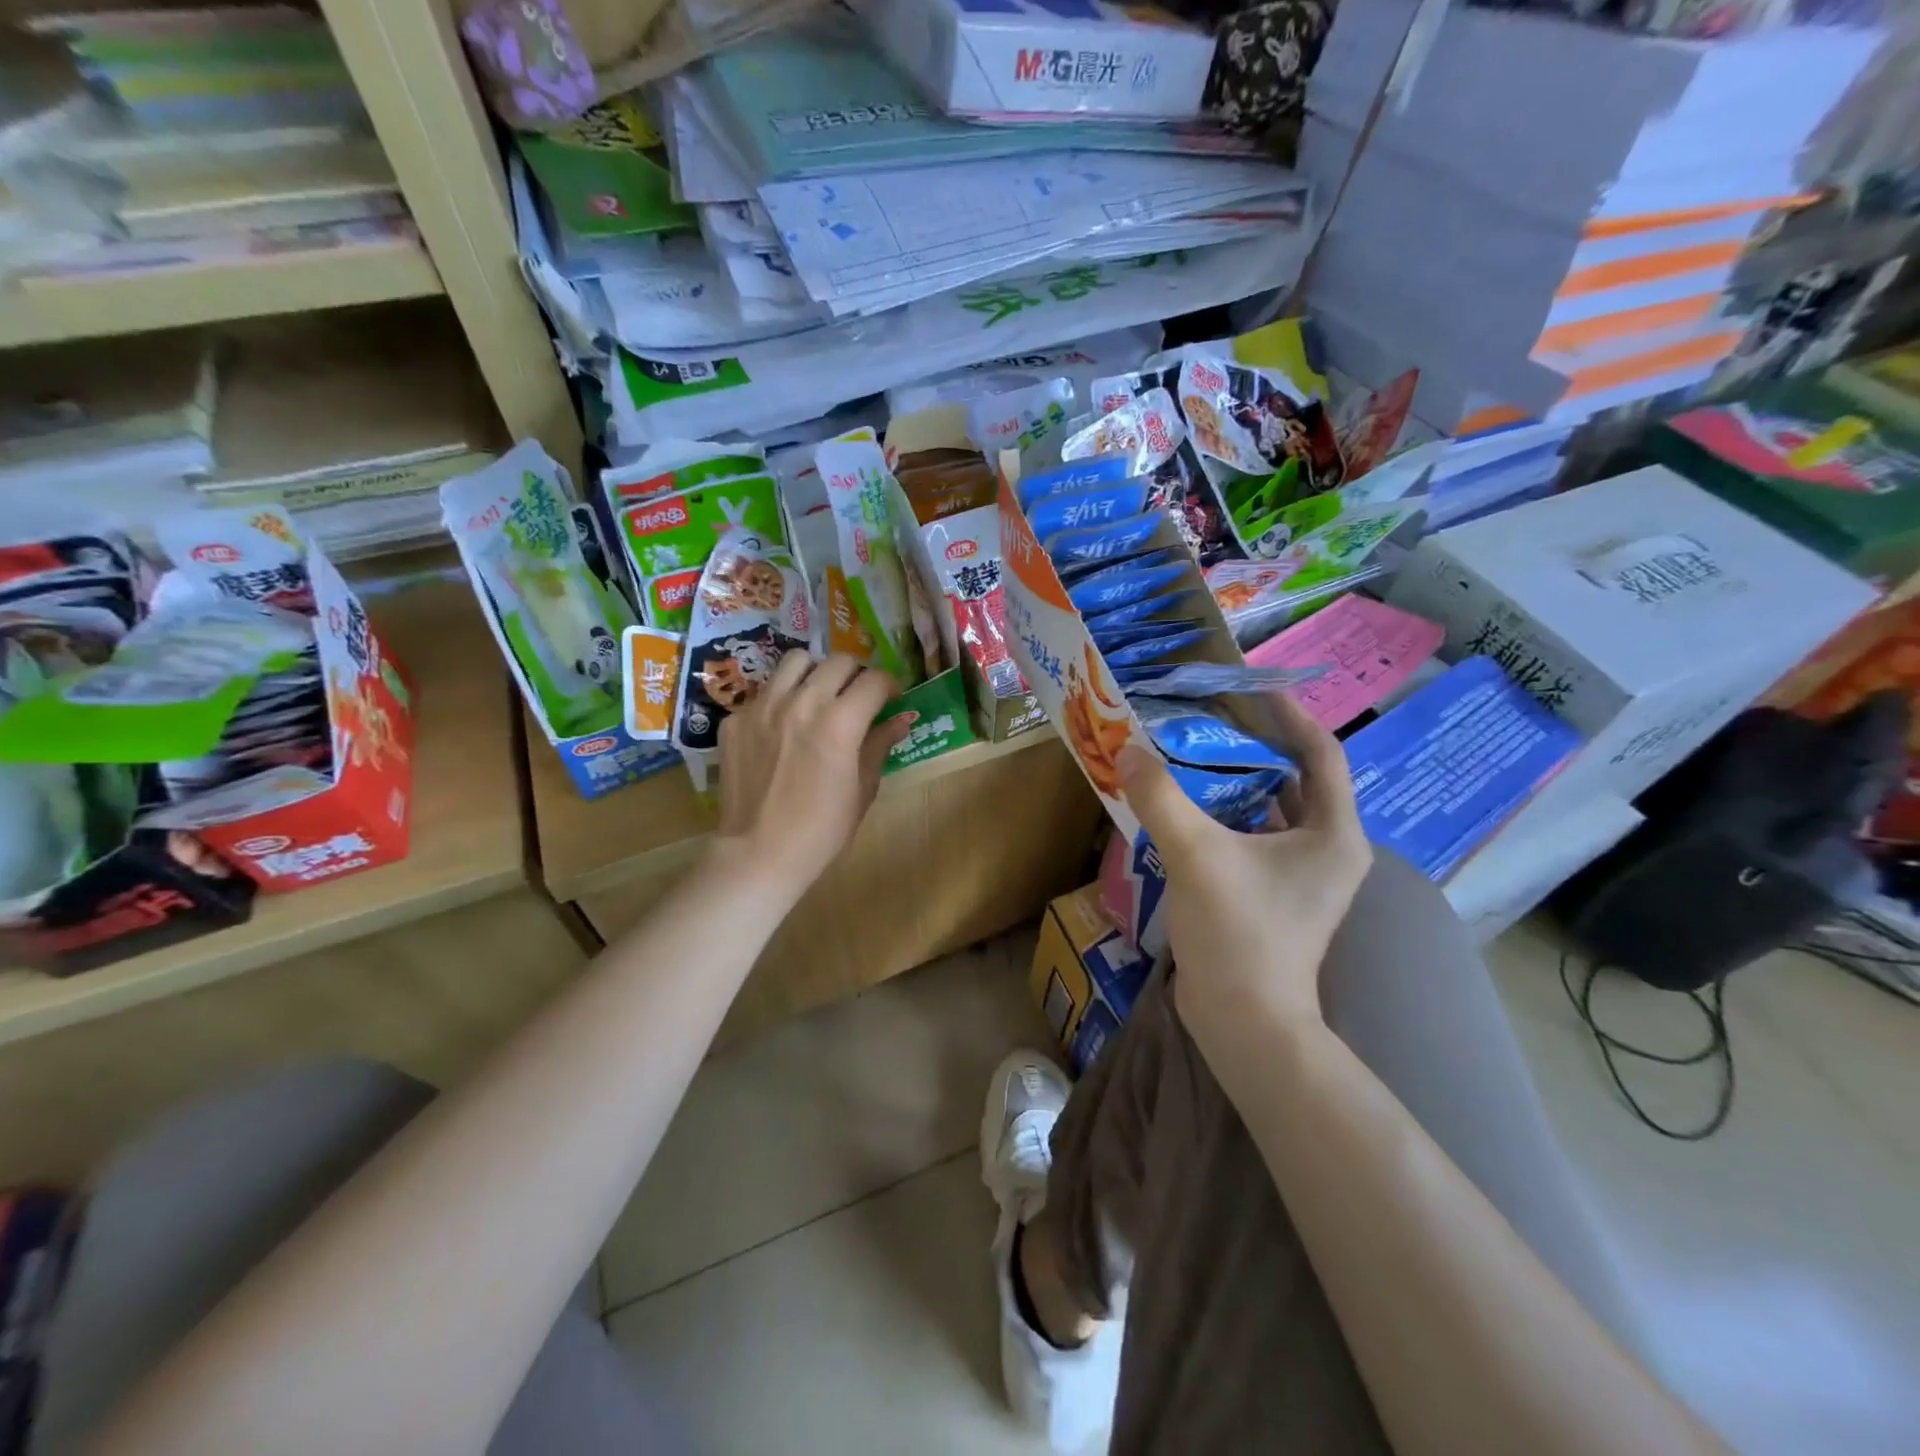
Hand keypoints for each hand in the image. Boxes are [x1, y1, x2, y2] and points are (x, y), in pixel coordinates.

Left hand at [710, 652, 910, 902]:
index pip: (874, 680)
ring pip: (796, 661)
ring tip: (818, 696)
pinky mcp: (736, 719)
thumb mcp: (862, 790)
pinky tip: (783, 727)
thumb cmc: (822, 830)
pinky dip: (781, 699)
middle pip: (838, 661)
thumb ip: (879, 745)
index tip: (891, 699)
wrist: (759, 854)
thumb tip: (900, 720)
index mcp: (840, 723)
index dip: (890, 687)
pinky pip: (764, 692)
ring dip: (816, 673)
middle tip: (858, 696)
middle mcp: (801, 702)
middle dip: (857, 674)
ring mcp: (763, 707)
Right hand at [1117, 690, 1371, 1054]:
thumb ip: (1161, 798)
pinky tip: (1184, 807)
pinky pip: (1251, 838)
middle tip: (1209, 718)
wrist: (1244, 1022)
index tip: (1253, 688)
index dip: (1289, 716)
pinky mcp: (1272, 896)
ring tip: (1191, 754)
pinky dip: (1224, 816)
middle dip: (1254, 746)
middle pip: (1295, 779)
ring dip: (1235, 782)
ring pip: (1270, 811)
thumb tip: (1127, 751)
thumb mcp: (1196, 855)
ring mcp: (1300, 877)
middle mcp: (1326, 850)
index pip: (1320, 754)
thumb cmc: (1238, 934)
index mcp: (1332, 834)